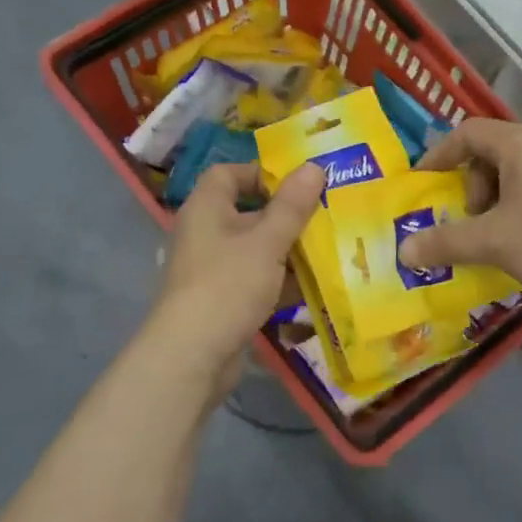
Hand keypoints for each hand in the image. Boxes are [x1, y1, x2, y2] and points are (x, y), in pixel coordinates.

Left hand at [151, 162, 324, 379]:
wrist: (192, 355)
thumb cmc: (228, 285)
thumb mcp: (267, 242)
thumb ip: (292, 206)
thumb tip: (314, 166)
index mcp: (206, 208)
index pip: (229, 173)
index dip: (262, 173)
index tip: (299, 185)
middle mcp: (205, 233)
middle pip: (248, 213)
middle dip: (287, 216)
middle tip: (326, 217)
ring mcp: (213, 269)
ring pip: (256, 249)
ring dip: (288, 251)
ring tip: (329, 251)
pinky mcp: (222, 300)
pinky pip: (256, 280)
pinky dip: (280, 282)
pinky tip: (312, 288)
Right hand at [396, 120, 521, 308]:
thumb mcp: (491, 241)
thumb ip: (445, 242)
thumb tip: (404, 251)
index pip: (469, 132)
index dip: (440, 154)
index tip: (424, 183)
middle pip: (495, 153)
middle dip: (473, 187)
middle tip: (470, 221)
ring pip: (521, 176)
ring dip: (497, 203)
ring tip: (495, 239)